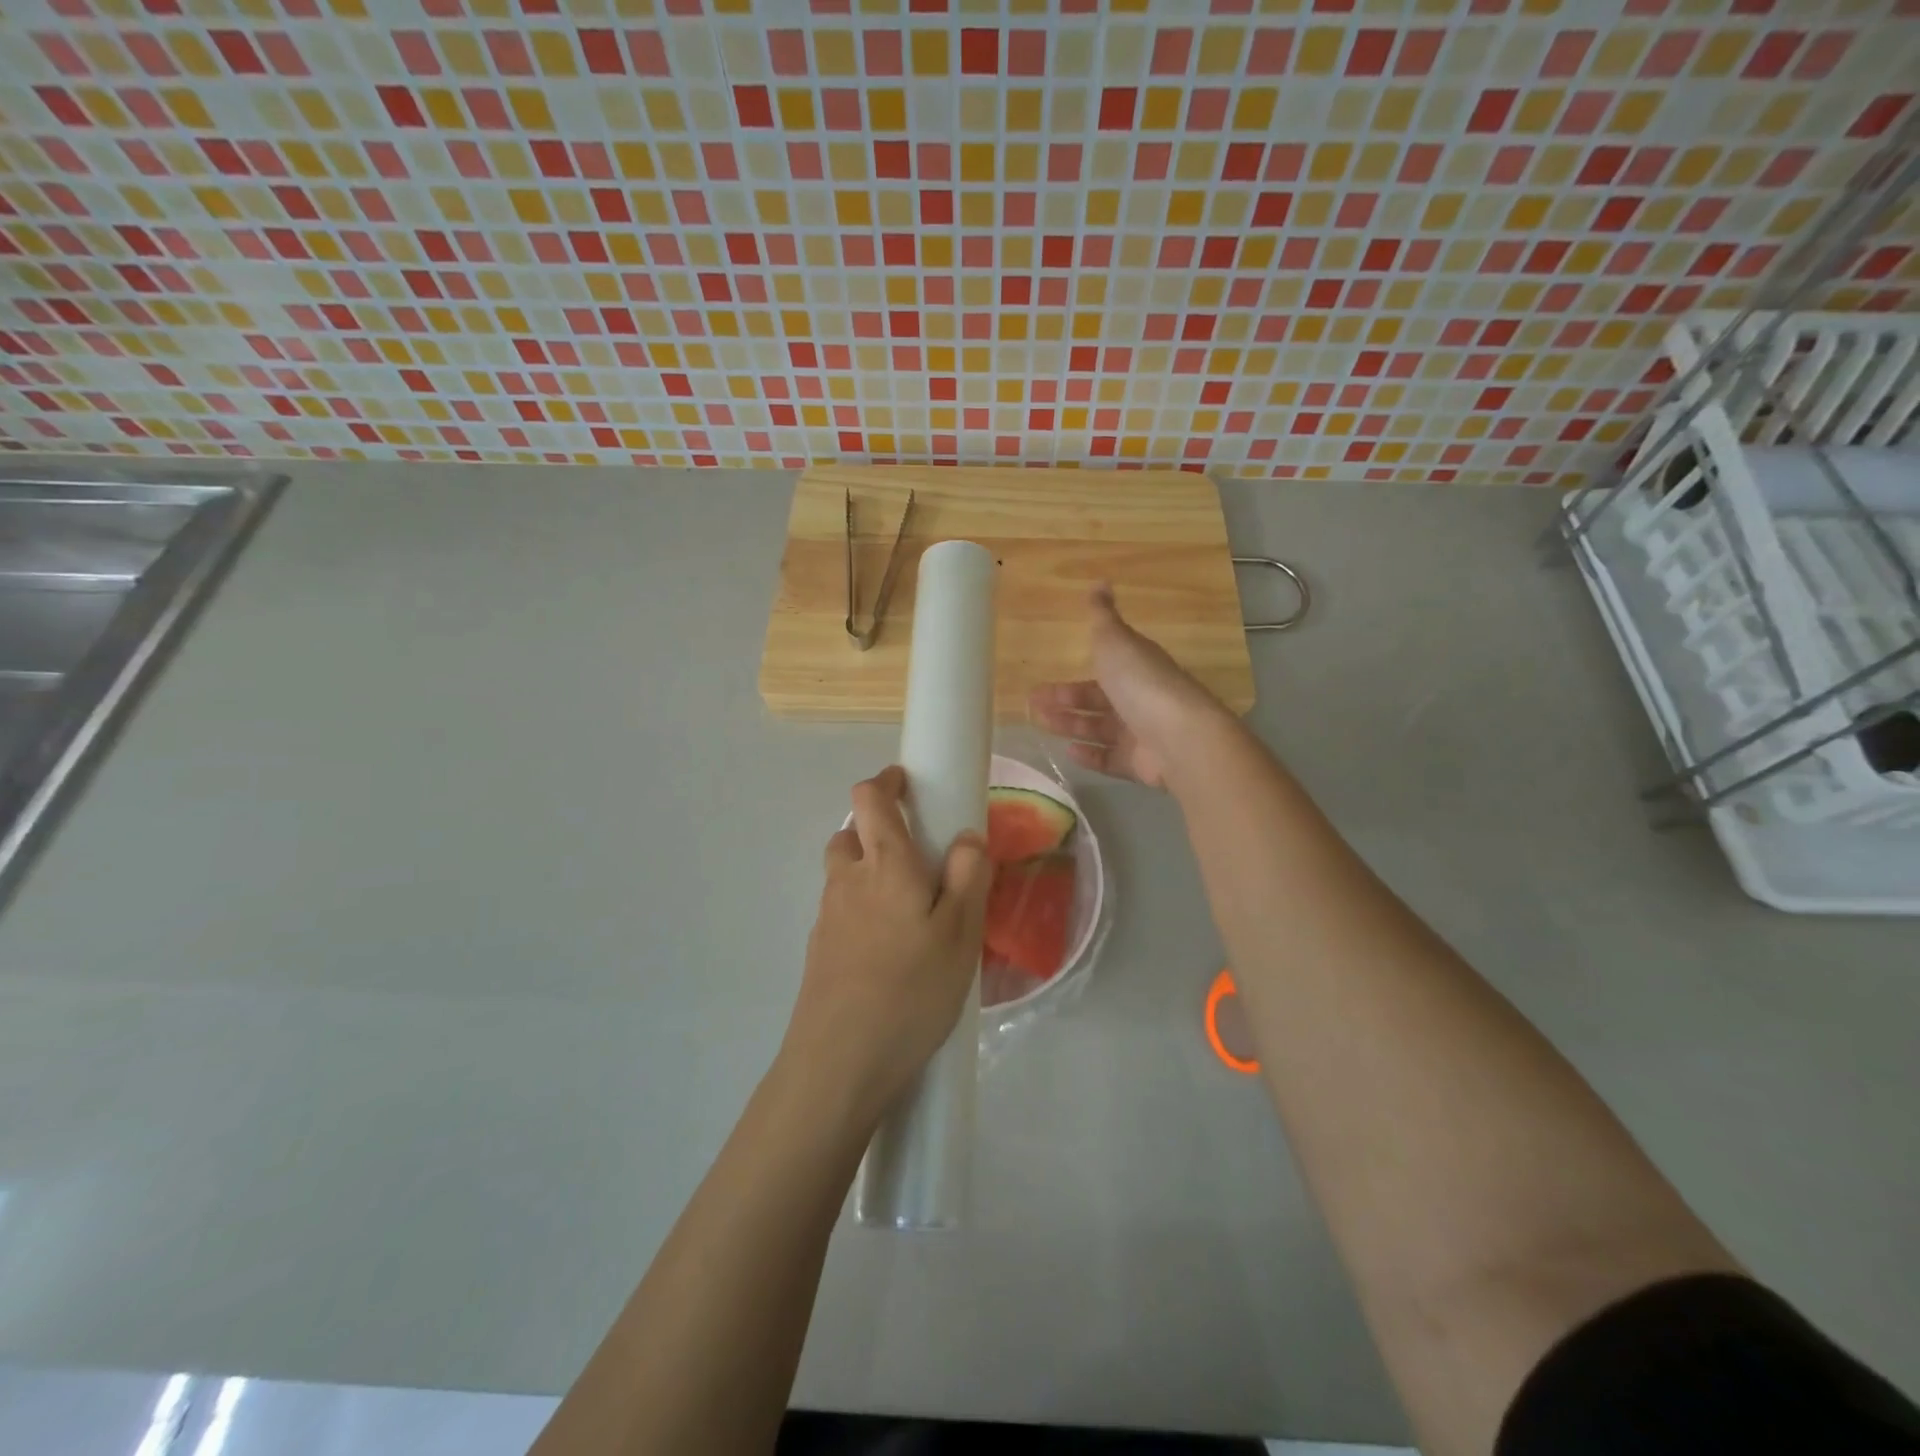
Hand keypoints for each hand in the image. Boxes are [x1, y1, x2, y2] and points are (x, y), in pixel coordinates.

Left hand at [784, 766, 991, 1126]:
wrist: (840, 1062)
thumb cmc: (912, 989)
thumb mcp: (961, 933)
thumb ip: (969, 876)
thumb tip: (966, 836)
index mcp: (885, 864)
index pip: (869, 798)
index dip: (886, 781)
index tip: (907, 784)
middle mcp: (847, 880)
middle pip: (850, 833)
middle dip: (877, 829)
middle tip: (917, 856)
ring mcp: (826, 916)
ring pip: (843, 873)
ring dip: (868, 870)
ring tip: (907, 907)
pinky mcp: (818, 949)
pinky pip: (840, 910)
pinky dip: (860, 908)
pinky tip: (887, 949)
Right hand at [1027, 584, 1229, 787]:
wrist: (1179, 737)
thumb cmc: (1142, 683)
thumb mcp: (1116, 641)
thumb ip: (1102, 617)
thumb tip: (1099, 582)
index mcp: (1137, 667)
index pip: (1103, 669)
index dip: (1074, 676)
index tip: (1042, 681)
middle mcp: (1140, 699)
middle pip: (1097, 701)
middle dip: (1065, 703)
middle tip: (1033, 706)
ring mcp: (1141, 733)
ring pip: (1099, 729)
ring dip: (1071, 726)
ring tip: (1041, 725)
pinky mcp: (1139, 763)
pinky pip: (1109, 758)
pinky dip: (1089, 755)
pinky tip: (1068, 751)